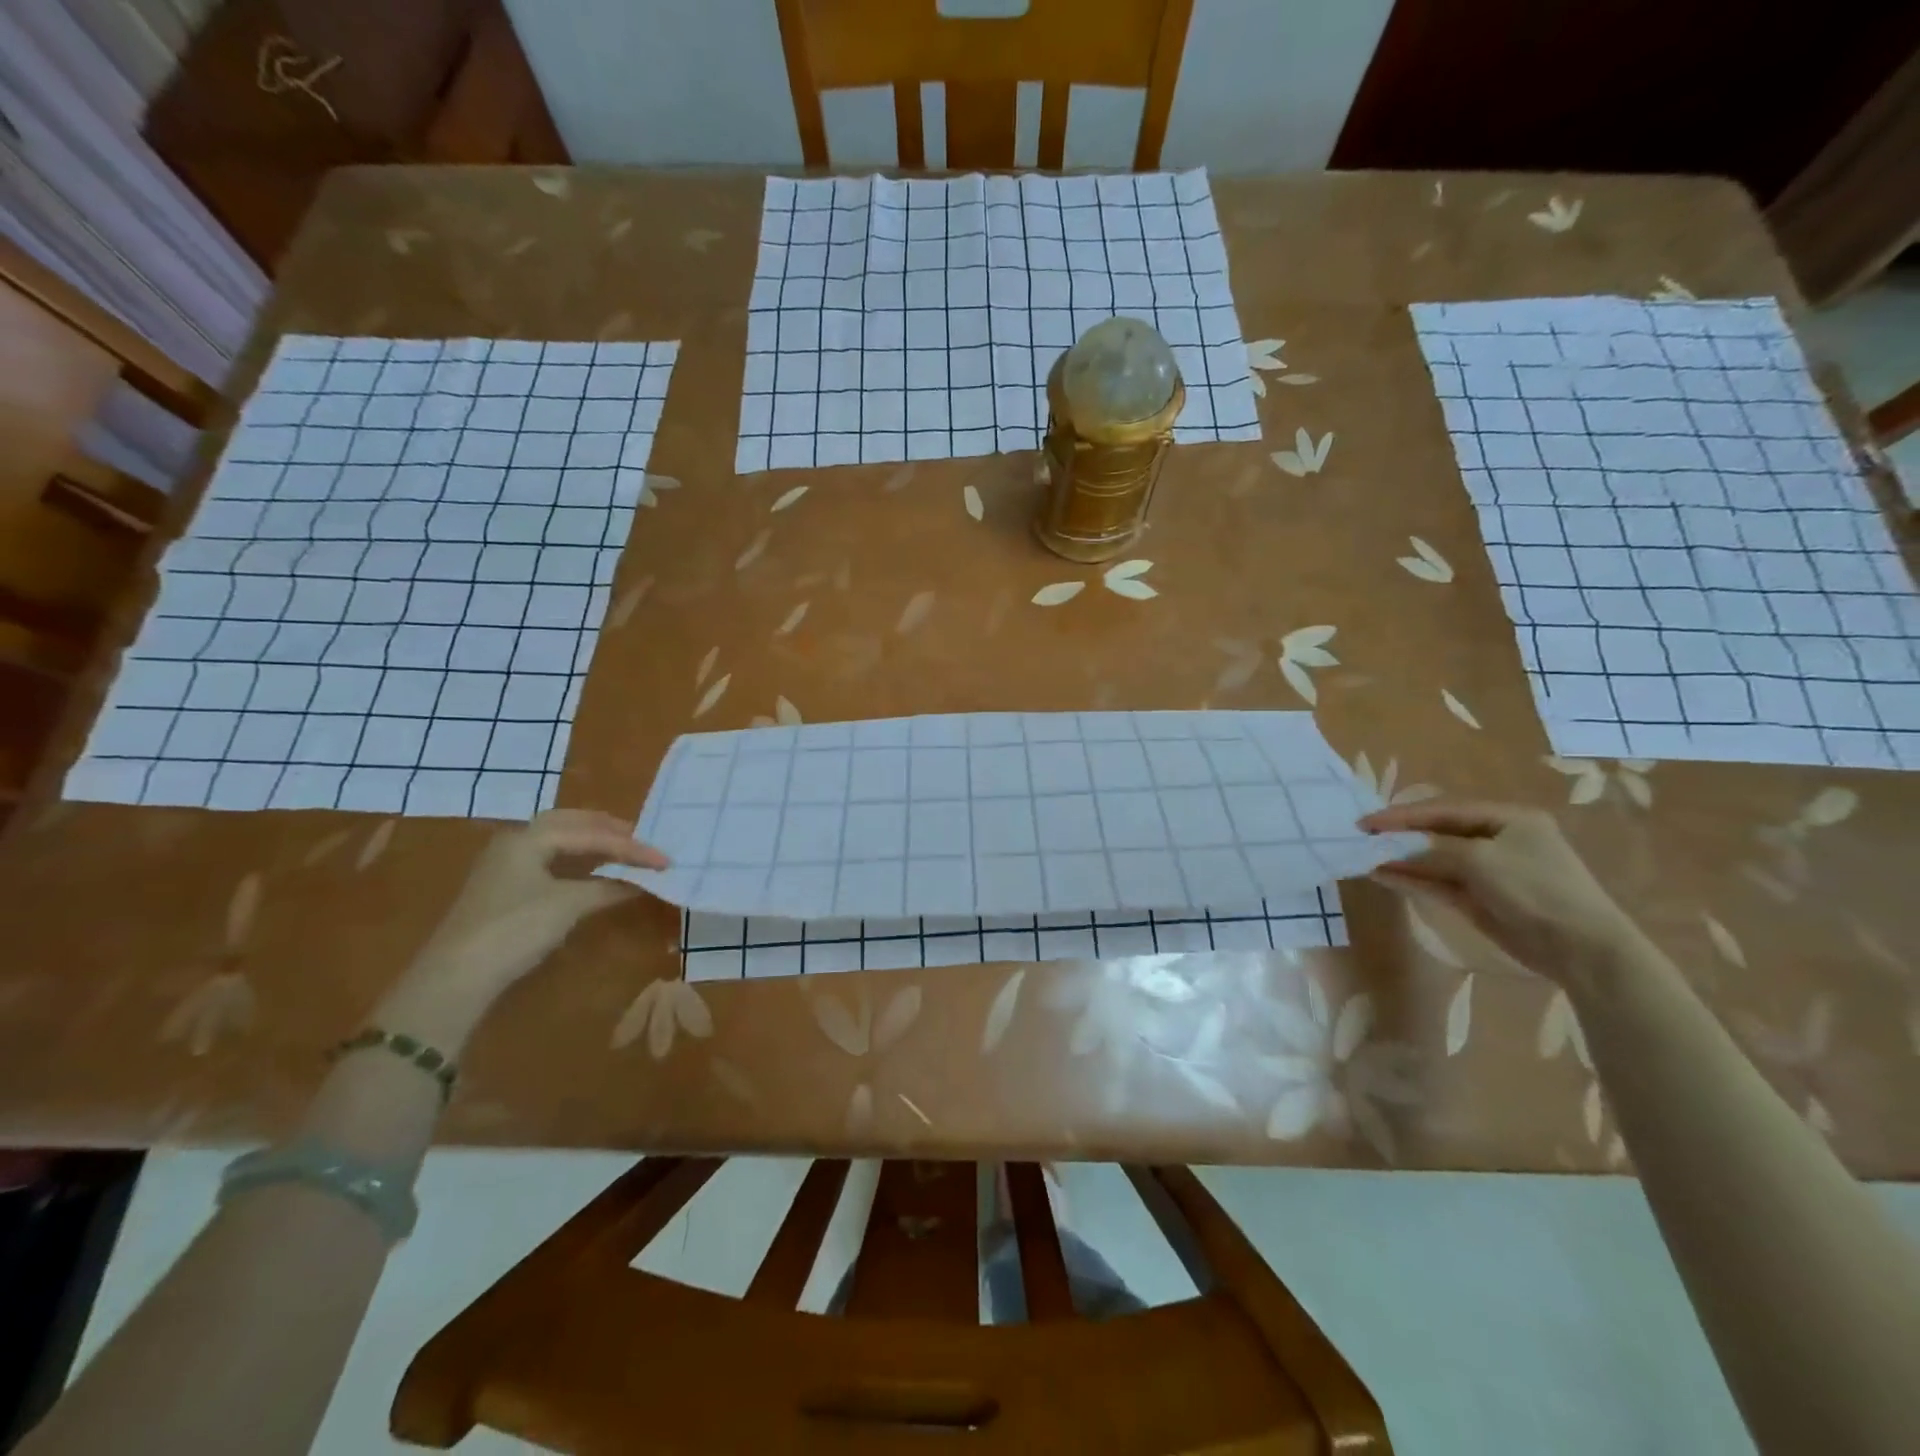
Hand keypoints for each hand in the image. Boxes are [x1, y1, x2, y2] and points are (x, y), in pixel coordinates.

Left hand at [407, 809, 667, 998]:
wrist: (456, 978)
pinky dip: (578, 859)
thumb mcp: (568, 906)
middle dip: (610, 830)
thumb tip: (643, 881)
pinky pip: (550, 859)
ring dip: (593, 842)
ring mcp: (507, 865)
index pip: (592, 834)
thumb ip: (609, 887)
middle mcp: (516, 841)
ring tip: (625, 849)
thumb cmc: (514, 930)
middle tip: (643, 840)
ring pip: (559, 840)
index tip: (665, 860)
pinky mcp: (505, 888)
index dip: (632, 847)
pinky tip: (594, 870)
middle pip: (571, 823)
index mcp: (529, 837)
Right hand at [1360, 801, 1646, 988]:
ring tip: (1364, 856)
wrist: (1580, 948)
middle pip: (1438, 832)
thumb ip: (1431, 852)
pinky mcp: (1479, 899)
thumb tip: (1391, 854)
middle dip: (1400, 834)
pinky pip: (1438, 883)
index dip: (1402, 814)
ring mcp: (1488, 871)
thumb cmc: (1535, 889)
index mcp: (1508, 819)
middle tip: (1362, 836)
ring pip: (1434, 860)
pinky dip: (1411, 879)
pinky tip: (1383, 876)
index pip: (1443, 810)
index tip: (1366, 822)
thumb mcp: (1478, 860)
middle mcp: (1497, 840)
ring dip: (1401, 858)